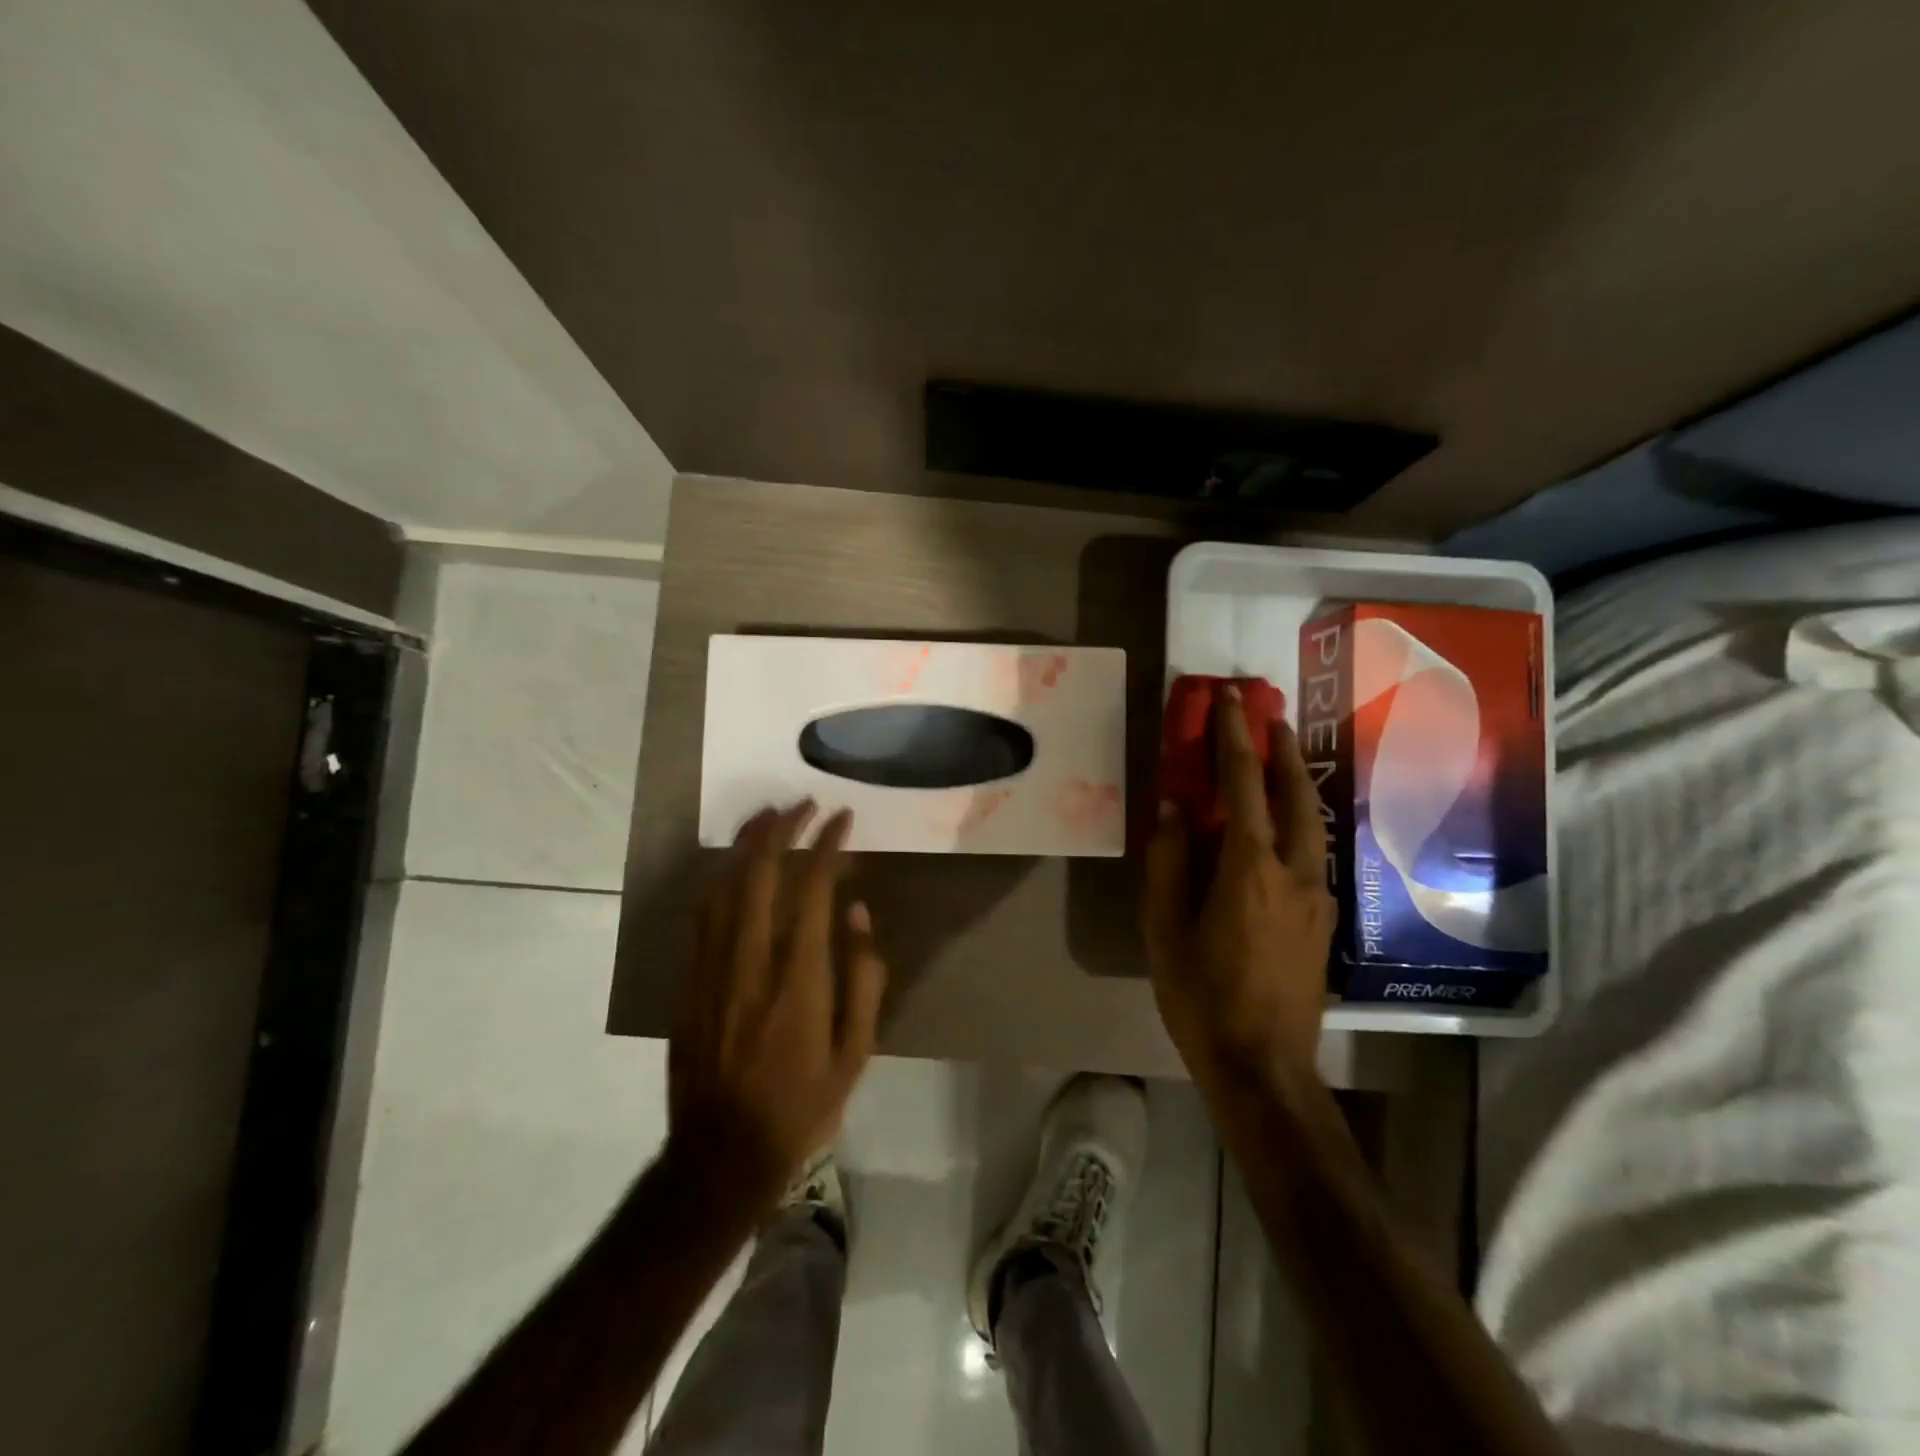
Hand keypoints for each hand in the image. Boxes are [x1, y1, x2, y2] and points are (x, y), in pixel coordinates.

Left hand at [667, 802, 888, 1207]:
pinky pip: (701, 915)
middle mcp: (752, 962)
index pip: (812, 889)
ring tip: (768, 816)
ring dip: (746, 844)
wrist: (721, 1155)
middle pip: (760, 874)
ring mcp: (711, 970)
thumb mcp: (857, 1052)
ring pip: (724, 886)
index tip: (842, 820)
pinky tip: (733, 866)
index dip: (828, 845)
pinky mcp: (687, 982)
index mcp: (800, 980)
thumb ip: (863, 978)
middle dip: (783, 828)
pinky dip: (720, 879)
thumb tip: (857, 913)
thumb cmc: (802, 1105)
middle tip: (803, 804)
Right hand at [1142, 685, 1335, 1077]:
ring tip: (1279, 756)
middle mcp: (1295, 871)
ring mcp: (1318, 895)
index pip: (1243, 785)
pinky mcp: (1325, 918)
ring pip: (1313, 821)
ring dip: (1295, 781)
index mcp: (1249, 868)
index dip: (1234, 738)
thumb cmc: (1201, 995)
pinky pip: (1314, 849)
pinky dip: (1300, 818)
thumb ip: (1168, 861)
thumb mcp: (1164, 928)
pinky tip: (1285, 823)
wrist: (1265, 1067)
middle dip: (1281, 749)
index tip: (1229, 700)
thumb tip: (1173, 808)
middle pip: (1296, 793)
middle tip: (1269, 715)